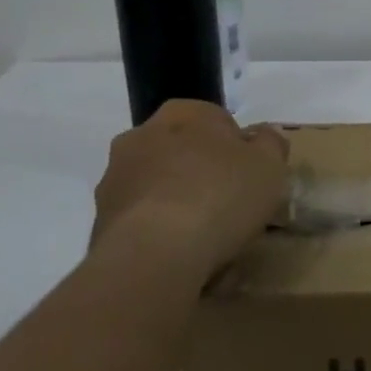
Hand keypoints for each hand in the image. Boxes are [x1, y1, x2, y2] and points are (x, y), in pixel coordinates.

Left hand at [93, 100, 289, 278]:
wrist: (155, 255)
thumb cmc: (220, 195)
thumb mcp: (270, 164)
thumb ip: (271, 143)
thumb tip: (263, 136)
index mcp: (182, 113)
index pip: (216, 120)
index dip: (236, 148)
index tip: (249, 175)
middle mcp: (140, 136)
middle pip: (182, 152)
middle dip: (201, 172)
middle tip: (229, 204)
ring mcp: (114, 180)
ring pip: (158, 187)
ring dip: (177, 203)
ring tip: (206, 239)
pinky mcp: (99, 223)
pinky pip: (141, 222)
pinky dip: (159, 233)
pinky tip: (181, 257)